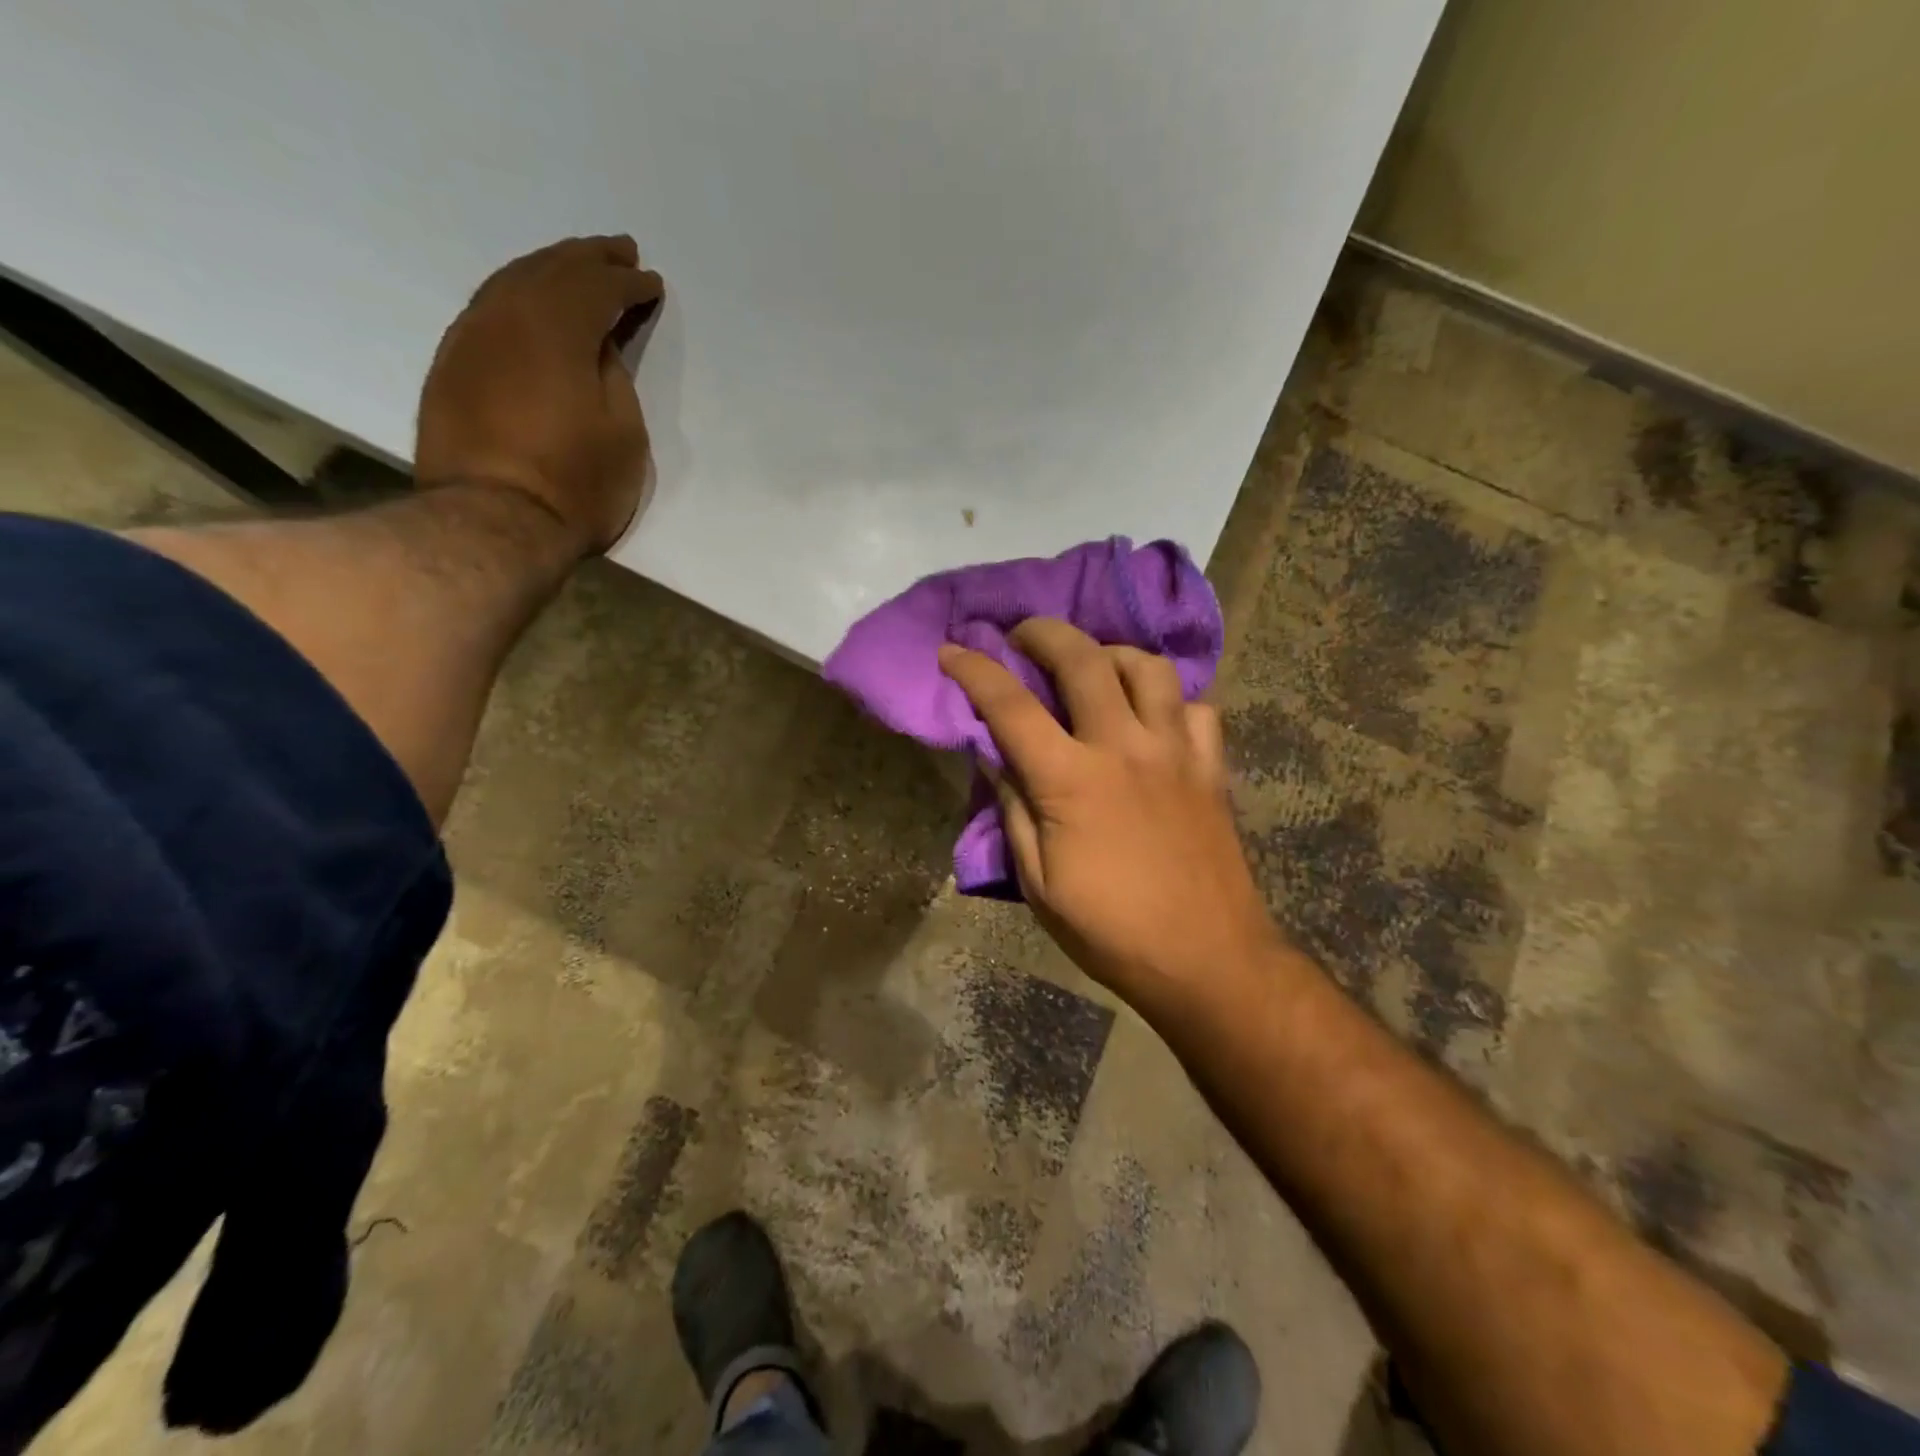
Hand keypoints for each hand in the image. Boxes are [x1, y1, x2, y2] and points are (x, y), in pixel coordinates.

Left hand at [416, 235, 663, 554]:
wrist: (494, 522)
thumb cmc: (576, 484)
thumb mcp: (623, 433)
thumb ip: (613, 376)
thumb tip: (596, 346)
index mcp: (556, 328)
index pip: (598, 288)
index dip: (629, 284)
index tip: (652, 283)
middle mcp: (506, 316)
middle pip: (550, 270)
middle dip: (589, 259)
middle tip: (619, 252)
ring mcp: (470, 338)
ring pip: (511, 282)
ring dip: (550, 270)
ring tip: (578, 269)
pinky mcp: (451, 366)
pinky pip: (489, 309)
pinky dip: (519, 296)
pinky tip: (533, 306)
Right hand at [939, 618, 1281, 1011]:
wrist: (1207, 959)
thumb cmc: (1111, 930)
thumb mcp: (1038, 883)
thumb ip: (1014, 810)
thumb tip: (996, 759)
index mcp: (1071, 780)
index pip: (1010, 706)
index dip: (973, 670)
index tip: (950, 650)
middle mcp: (1124, 748)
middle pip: (1082, 658)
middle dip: (1042, 633)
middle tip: (1021, 636)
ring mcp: (1175, 751)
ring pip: (1147, 667)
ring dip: (1110, 653)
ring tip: (1091, 666)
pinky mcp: (1211, 766)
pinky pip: (1195, 707)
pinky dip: (1167, 699)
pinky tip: (1151, 716)